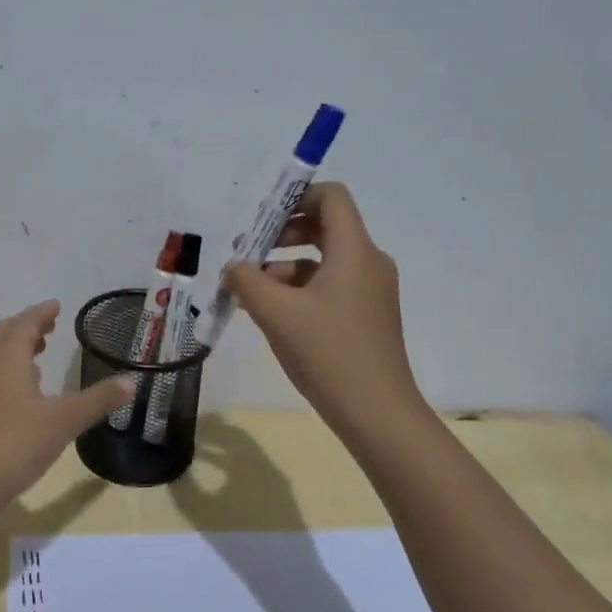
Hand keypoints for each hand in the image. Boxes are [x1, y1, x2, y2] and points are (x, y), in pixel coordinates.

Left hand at [0, 300, 134, 511]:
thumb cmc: (16, 443)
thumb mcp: (64, 420)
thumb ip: (98, 400)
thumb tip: (131, 382)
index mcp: (8, 357)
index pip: (25, 322)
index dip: (42, 312)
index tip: (57, 306)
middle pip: (5, 333)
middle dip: (27, 325)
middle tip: (49, 325)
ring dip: (16, 347)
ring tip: (39, 352)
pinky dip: (8, 369)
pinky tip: (24, 391)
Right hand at [220, 182, 427, 441]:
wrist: (377, 414)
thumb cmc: (328, 353)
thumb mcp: (275, 313)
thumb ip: (246, 280)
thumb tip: (233, 267)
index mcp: (354, 251)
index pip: (331, 197)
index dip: (295, 197)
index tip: (261, 219)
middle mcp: (369, 262)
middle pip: (324, 226)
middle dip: (281, 234)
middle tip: (247, 254)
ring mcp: (371, 291)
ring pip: (323, 259)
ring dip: (285, 266)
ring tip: (250, 292)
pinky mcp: (367, 315)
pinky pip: (330, 285)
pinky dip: (300, 289)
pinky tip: (273, 315)